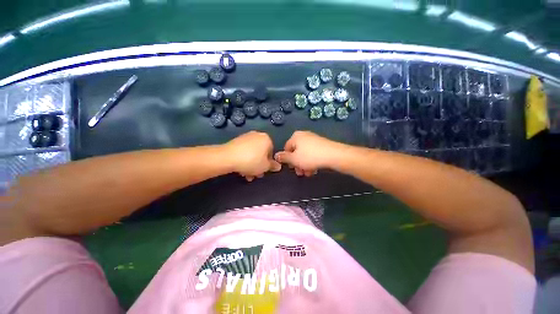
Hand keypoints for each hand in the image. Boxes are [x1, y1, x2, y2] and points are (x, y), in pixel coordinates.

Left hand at [224, 131, 280, 181]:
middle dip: (258, 165)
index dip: (268, 164)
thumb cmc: (251, 161)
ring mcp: (246, 137)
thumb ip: (273, 166)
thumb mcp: (265, 166)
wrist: (228, 157)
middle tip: (255, 174)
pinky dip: (244, 160)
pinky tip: (240, 169)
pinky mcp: (236, 141)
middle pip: (261, 153)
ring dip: (251, 165)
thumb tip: (278, 166)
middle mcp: (257, 135)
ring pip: (252, 153)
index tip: (263, 171)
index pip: (271, 153)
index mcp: (266, 139)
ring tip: (246, 175)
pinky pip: (244, 151)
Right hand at [274, 131, 342, 176]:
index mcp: (295, 137)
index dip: (288, 160)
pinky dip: (311, 162)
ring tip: (308, 173)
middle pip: (296, 152)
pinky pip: (312, 154)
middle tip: (300, 173)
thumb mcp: (294, 159)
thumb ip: (284, 158)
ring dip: (304, 165)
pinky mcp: (321, 145)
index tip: (292, 168)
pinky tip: (314, 170)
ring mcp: (313, 140)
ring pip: (304, 154)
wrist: (334, 155)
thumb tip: (276, 155)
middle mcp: (304, 136)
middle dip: (297, 164)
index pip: (286, 149)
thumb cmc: (310, 157)